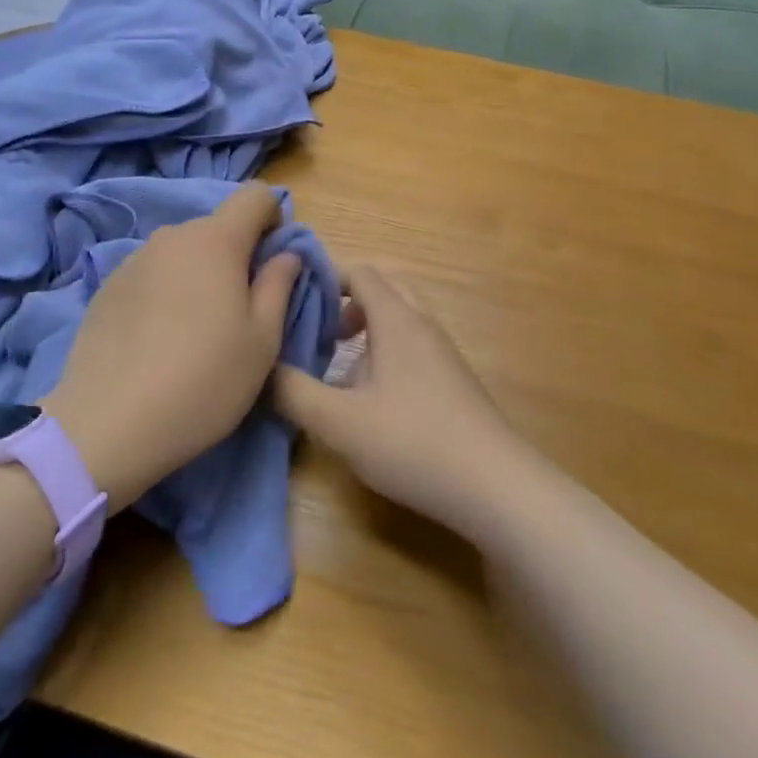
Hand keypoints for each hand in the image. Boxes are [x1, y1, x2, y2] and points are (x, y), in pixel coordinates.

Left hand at [44, 184, 301, 513]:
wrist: (107, 424)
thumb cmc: (204, 381)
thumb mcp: (262, 342)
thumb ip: (278, 285)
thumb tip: (285, 254)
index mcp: (216, 241)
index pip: (254, 196)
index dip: (273, 218)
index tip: (272, 262)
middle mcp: (172, 237)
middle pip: (217, 227)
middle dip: (236, 255)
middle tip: (239, 309)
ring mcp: (134, 259)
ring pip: (182, 252)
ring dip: (198, 274)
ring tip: (195, 330)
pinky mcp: (107, 287)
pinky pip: (152, 274)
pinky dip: (165, 291)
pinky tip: (158, 340)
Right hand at [275, 266, 536, 537]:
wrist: (494, 485)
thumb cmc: (412, 442)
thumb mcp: (339, 422)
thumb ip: (294, 392)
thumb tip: (262, 369)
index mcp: (396, 319)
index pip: (360, 272)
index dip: (325, 278)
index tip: (293, 300)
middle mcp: (422, 323)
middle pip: (383, 287)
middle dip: (346, 300)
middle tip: (316, 330)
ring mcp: (442, 351)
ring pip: (399, 317)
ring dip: (366, 328)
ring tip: (337, 363)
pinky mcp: (452, 379)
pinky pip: (412, 344)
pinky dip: (385, 350)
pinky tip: (371, 396)